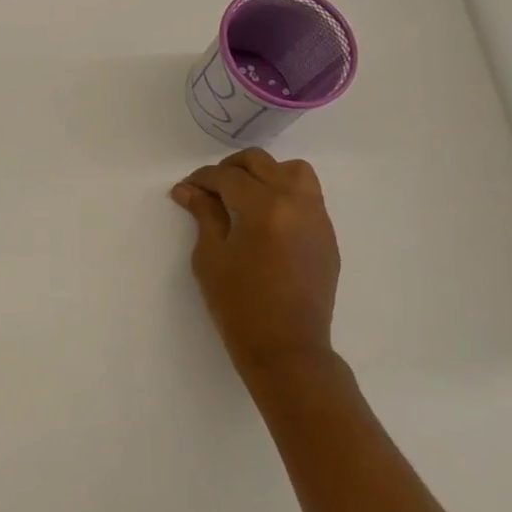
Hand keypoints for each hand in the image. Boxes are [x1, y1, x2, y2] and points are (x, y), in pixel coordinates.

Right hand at [171, 149, 340, 381]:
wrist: (287, 348)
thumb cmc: (240, 305)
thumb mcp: (211, 257)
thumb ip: (204, 214)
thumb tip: (188, 189)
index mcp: (264, 207)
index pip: (228, 176)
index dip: (202, 179)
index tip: (185, 189)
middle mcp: (296, 202)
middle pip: (261, 163)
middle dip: (230, 169)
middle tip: (210, 189)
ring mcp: (317, 217)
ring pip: (292, 171)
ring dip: (264, 173)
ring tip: (244, 195)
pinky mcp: (326, 235)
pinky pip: (307, 195)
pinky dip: (284, 192)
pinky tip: (265, 217)